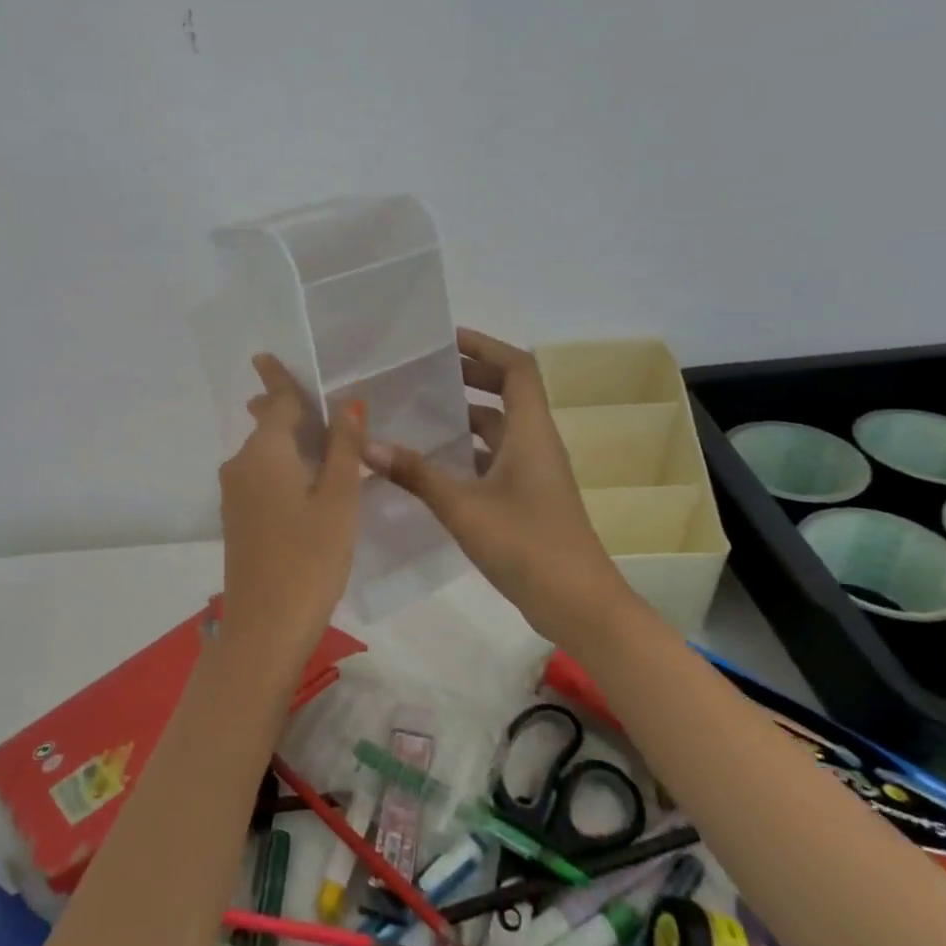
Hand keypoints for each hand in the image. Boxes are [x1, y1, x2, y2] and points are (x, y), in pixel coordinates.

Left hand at [217, 355, 368, 670]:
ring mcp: (234, 494)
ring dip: (285, 438)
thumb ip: (342, 448)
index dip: (280, 378)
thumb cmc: (309, 558)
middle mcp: (241, 465)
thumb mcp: (338, 500)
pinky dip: (281, 464)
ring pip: (262, 452)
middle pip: (266, 424)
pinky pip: (260, 475)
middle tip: (308, 397)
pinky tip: (301, 477)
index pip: (278, 402)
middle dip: (282, 407)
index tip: (266, 354)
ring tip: (314, 433)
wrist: (263, 628)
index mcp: (265, 452)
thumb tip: (347, 402)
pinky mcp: (237, 519)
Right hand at [363, 328, 622, 641]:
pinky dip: (467, 452)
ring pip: (499, 429)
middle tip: (424, 373)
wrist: (578, 605)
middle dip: (470, 377)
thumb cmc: (527, 545)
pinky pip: (494, 459)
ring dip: (465, 416)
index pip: (517, 369)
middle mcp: (536, 444)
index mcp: (531, 432)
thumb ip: (416, 474)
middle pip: (508, 393)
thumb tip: (367, 443)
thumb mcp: (464, 507)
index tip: (447, 340)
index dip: (486, 347)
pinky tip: (432, 464)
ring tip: (419, 412)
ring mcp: (534, 473)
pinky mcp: (527, 498)